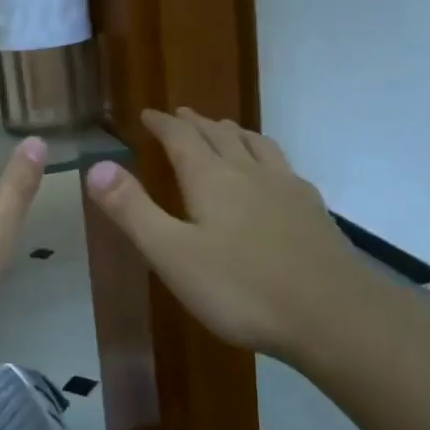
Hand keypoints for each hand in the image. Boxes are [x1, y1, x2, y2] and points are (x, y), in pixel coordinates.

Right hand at [85, 107, 366, 363]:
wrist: (334, 315)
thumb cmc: (241, 288)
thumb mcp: (171, 254)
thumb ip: (132, 209)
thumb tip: (95, 165)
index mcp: (210, 179)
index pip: (181, 137)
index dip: (162, 123)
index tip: (148, 114)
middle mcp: (248, 172)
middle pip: (218, 134)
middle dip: (195, 123)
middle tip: (180, 115)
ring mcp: (286, 188)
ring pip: (255, 144)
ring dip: (233, 132)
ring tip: (224, 129)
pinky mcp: (312, 209)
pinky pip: (282, 165)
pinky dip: (265, 155)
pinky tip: (272, 173)